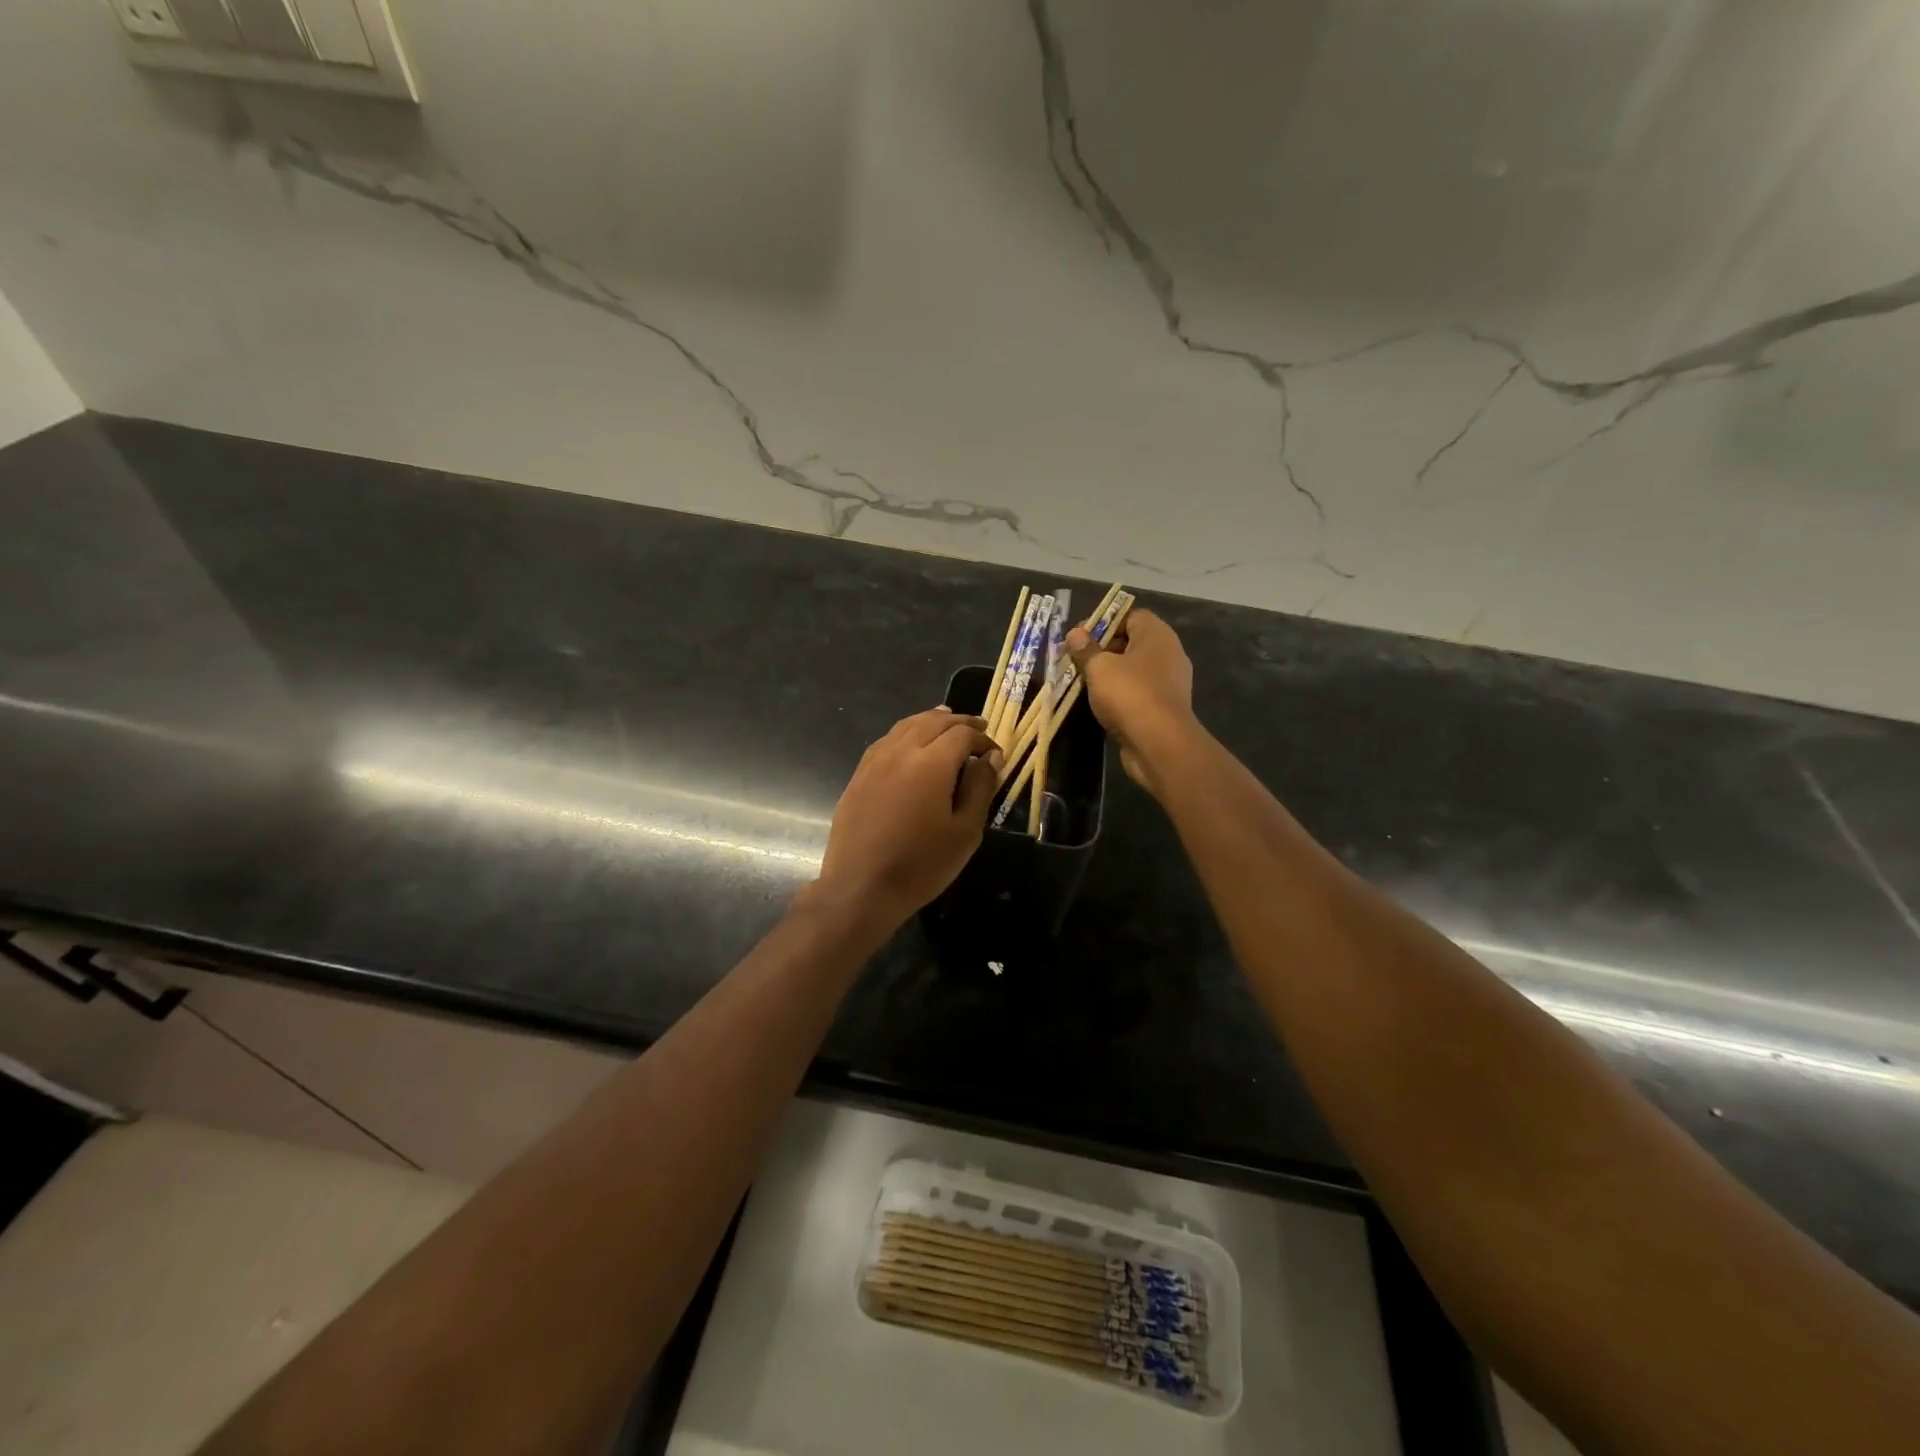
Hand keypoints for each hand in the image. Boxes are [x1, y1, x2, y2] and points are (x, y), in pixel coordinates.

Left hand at [814, 708, 1003, 925]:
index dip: (983, 740)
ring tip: (947, 723)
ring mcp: (874, 762)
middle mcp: (900, 751)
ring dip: (930, 721)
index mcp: (931, 763)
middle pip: (933, 721)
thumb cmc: (921, 864)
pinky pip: (886, 741)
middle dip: (959, 722)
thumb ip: (980, 788)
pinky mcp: (858, 776)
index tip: (996, 755)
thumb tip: (990, 758)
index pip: (962, 735)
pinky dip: (906, 733)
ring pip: (906, 726)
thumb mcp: (965, 831)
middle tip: (978, 729)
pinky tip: (911, 744)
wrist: (861, 888)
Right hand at [1066, 609, 1197, 796]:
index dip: (1104, 622)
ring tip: (1084, 682)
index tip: (1080, 637)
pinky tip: (1101, 704)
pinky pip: (1139, 691)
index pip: (1130, 615)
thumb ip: (1085, 649)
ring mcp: (1170, 681)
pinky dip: (1121, 694)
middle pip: (1132, 642)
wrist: (1160, 743)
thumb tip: (1075, 633)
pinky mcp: (1165, 706)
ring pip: (1134, 669)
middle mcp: (1168, 653)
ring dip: (1110, 674)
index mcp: (1157, 634)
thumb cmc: (1129, 694)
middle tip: (1077, 660)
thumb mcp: (1099, 667)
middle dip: (1103, 649)